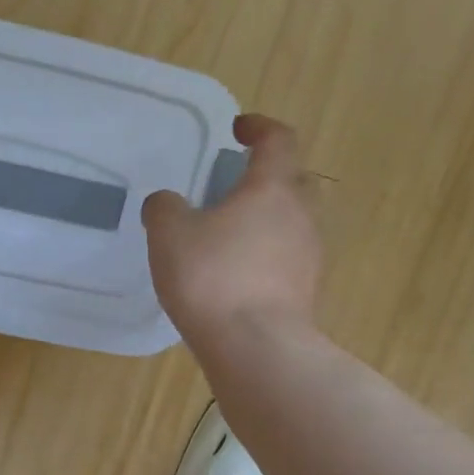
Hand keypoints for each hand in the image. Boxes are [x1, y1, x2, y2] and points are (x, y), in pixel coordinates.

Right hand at [142, 113, 322, 340]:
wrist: (256, 347)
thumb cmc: (213, 278)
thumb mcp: (169, 234)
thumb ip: (164, 208)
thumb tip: (167, 203)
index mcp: (271, 189)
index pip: (278, 140)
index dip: (259, 127)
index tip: (238, 129)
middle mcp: (300, 215)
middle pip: (294, 180)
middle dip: (268, 175)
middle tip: (235, 185)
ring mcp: (309, 255)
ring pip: (294, 221)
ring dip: (268, 218)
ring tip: (230, 233)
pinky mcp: (306, 290)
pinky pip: (288, 257)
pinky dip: (267, 253)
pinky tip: (237, 273)